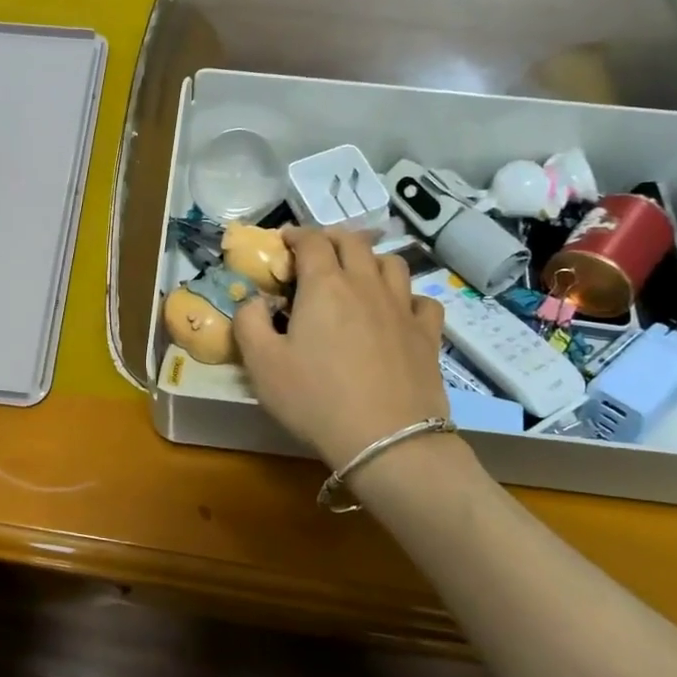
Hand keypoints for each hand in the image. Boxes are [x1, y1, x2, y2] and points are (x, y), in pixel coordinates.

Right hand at [233, 229, 449, 468]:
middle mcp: (366, 285)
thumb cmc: (315, 399)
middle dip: (331, 239)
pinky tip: (397, 311)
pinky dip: (406, 296)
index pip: (311, 241)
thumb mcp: (261, 364)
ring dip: (370, 260)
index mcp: (324, 285)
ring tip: (357, 276)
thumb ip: (248, 322)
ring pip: (391, 263)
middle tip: (316, 253)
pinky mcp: (427, 335)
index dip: (295, 235)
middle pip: (353, 242)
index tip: (283, 242)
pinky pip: (422, 300)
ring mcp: (402, 308)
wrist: (386, 441)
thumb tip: (255, 301)